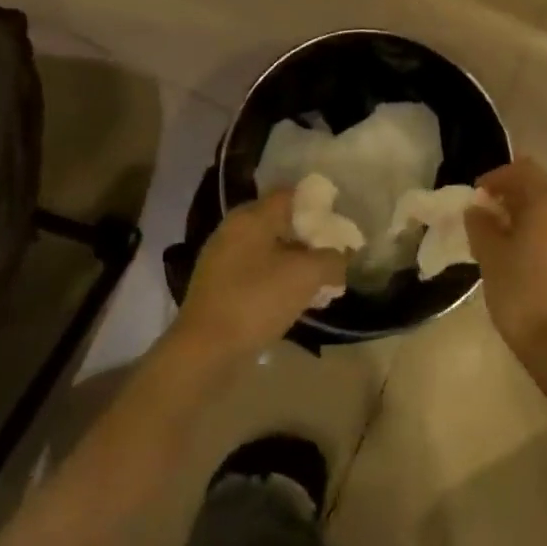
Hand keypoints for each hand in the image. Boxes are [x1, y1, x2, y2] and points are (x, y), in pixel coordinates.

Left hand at [174, 190, 346, 366]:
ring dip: (296, 264)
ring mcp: (223, 259)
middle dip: (310, 239)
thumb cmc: (256, 300)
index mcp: (251, 217)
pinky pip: (257, 274)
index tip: (339, 224)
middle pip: (280, 223)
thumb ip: (331, 260)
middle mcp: (233, 230)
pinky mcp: (219, 288)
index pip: (290, 194)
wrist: (205, 351)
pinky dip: (278, 282)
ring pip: (270, 251)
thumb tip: (341, 257)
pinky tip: (296, 303)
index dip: (318, 205)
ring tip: (320, 285)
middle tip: (333, 257)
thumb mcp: (306, 276)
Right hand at [465, 160, 546, 384]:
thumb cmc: (523, 294)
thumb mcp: (490, 255)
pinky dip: (538, 230)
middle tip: (483, 217)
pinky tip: (519, 254)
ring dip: (524, 213)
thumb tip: (478, 209)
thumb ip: (481, 224)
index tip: (475, 197)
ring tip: (498, 237)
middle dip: (509, 195)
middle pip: (538, 186)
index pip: (521, 169)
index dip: (495, 177)